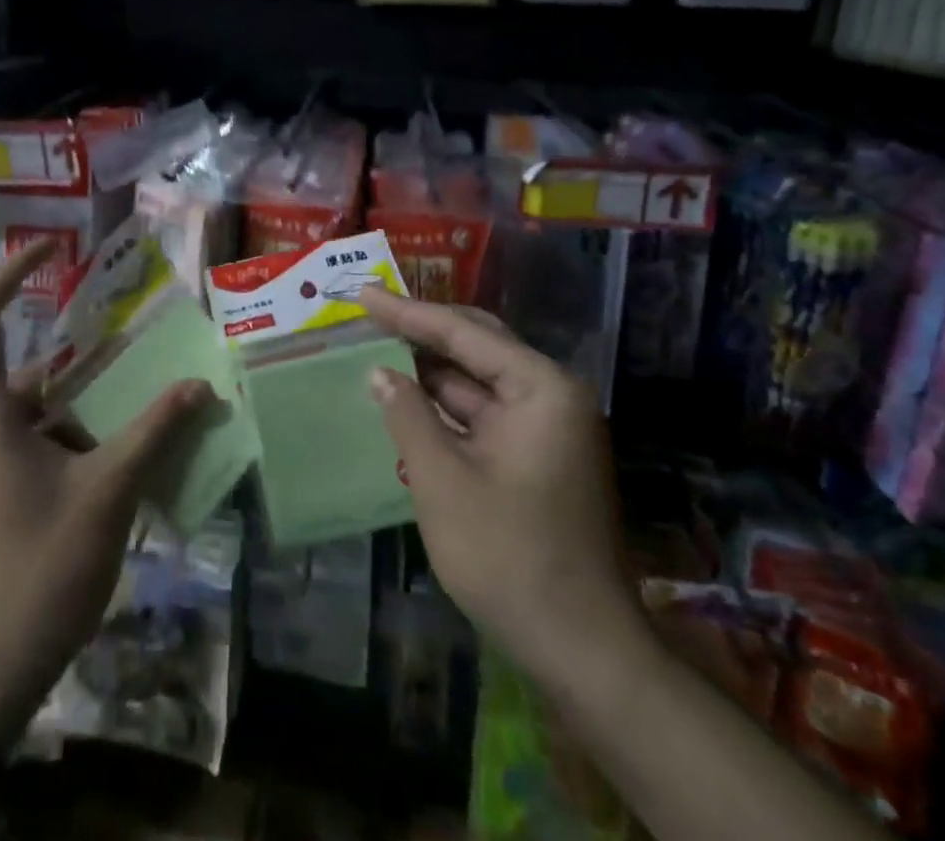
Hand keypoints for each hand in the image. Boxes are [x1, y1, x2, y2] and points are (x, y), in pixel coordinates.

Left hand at [0, 241, 212, 748]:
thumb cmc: (38, 569)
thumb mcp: (106, 493)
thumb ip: (153, 433)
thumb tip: (199, 386)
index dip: (10, 273)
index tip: (53, 249)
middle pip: (25, 367)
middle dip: (79, 353)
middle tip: (134, 338)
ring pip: (38, 411)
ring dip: (87, 402)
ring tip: (144, 393)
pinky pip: (39, 445)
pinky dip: (79, 439)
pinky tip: (127, 453)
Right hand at [357, 288, 644, 687]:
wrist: (582, 650)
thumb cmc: (509, 557)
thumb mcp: (442, 480)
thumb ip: (407, 415)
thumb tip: (379, 372)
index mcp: (540, 388)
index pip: (463, 332)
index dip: (406, 312)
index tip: (362, 294)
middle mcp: (549, 395)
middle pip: (476, 345)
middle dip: (420, 330)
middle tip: (369, 312)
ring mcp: (545, 427)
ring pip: (477, 380)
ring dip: (428, 369)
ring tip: (376, 347)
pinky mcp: (535, 456)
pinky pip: (482, 413)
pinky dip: (443, 405)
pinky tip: (405, 398)